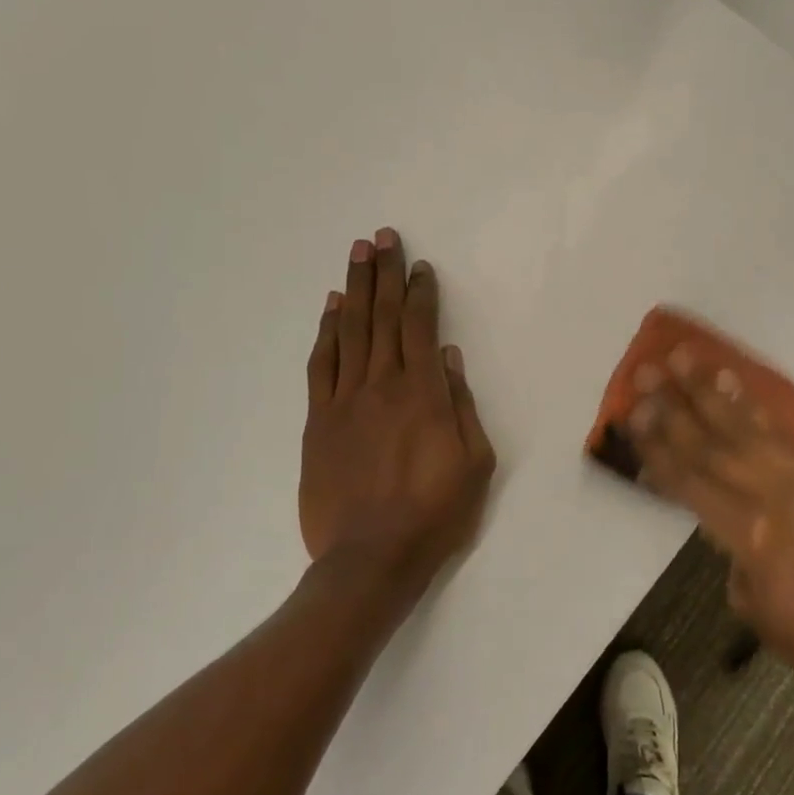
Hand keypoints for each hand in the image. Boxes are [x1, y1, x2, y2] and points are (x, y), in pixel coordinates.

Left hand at [300, 228, 495, 601]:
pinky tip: (330, 308)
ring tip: (357, 254)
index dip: (419, 292)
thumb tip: (447, 357)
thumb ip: (461, 405)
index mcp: (423, 394)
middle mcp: (381, 385)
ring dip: (354, 289)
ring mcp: (344, 401)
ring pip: (349, 331)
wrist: (370, 558)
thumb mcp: (475, 463)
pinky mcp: (319, 421)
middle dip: (384, 273)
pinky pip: (321, 364)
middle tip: (382, 236)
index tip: (419, 265)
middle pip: (382, 317)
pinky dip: (326, 332)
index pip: (419, 327)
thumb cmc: (435, 514)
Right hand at [626, 347, 793, 699]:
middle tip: (643, 372)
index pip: (689, 480)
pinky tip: (732, 380)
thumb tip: (716, 509)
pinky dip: (752, 404)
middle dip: (673, 406)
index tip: (630, 415)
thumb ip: (727, 547)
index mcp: (750, 534)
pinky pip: (780, 431)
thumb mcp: (747, 601)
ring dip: (710, 389)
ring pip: (746, 425)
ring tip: (683, 356)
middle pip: (712, 443)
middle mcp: (774, 495)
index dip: (655, 448)